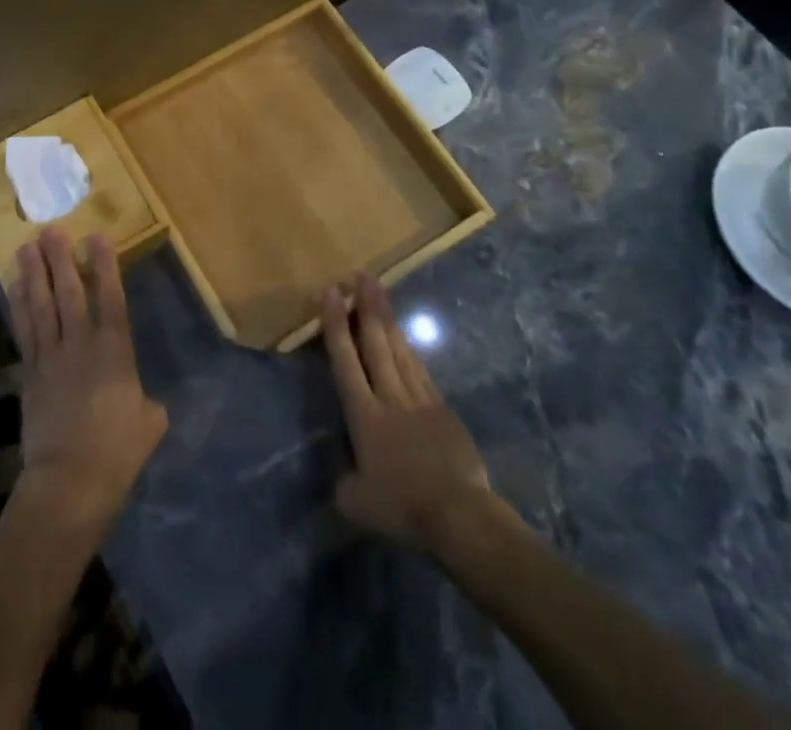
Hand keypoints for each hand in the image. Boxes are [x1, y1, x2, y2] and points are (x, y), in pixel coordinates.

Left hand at [11, 228, 167, 539]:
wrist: (70, 483)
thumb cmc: (117, 453)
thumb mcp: (149, 423)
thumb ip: (145, 401)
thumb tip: (140, 400)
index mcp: (116, 352)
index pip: (111, 298)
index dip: (105, 265)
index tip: (98, 236)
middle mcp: (81, 345)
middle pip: (69, 293)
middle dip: (62, 259)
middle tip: (52, 229)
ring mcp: (51, 357)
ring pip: (42, 306)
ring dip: (35, 274)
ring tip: (28, 246)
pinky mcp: (29, 373)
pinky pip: (23, 330)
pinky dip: (18, 305)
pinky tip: (14, 285)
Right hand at [323, 273, 518, 557]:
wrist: (459, 515)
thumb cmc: (403, 508)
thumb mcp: (357, 503)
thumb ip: (345, 483)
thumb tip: (345, 476)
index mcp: (364, 415)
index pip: (345, 361)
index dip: (336, 325)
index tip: (331, 293)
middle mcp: (389, 397)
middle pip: (375, 343)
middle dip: (366, 306)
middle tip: (361, 275)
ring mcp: (419, 399)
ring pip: (399, 349)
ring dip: (387, 318)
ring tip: (378, 291)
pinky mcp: (442, 408)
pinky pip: (420, 370)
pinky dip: (409, 348)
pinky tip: (404, 337)